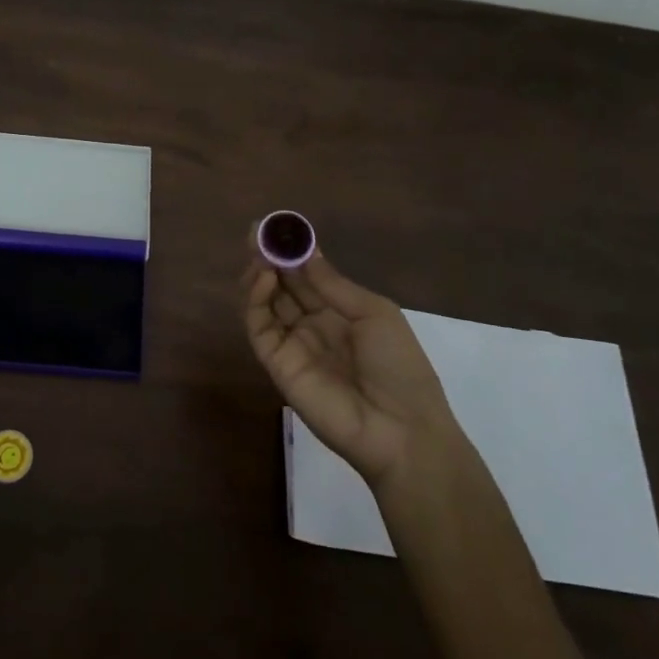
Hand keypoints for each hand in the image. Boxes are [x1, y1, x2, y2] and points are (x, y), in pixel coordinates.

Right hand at [241, 236, 456, 492]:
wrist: (402, 430)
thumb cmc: (399, 365)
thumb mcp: (373, 313)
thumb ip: (332, 284)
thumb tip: (305, 250)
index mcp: (341, 314)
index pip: (308, 277)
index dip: (293, 253)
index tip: (277, 227)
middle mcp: (314, 327)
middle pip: (283, 287)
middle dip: (270, 259)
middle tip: (256, 233)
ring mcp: (294, 346)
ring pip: (267, 305)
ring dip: (260, 276)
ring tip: (259, 253)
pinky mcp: (278, 365)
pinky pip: (260, 329)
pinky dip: (256, 302)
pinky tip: (263, 279)